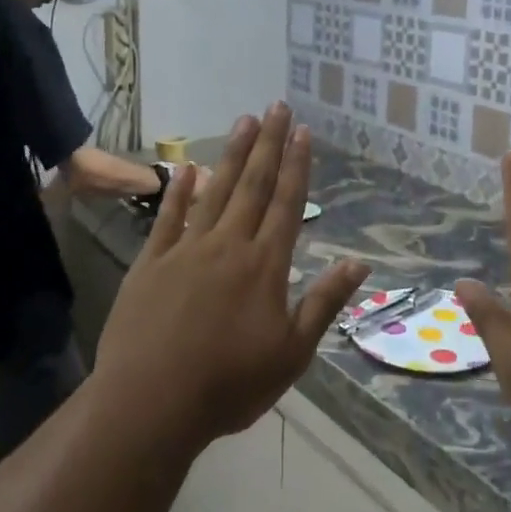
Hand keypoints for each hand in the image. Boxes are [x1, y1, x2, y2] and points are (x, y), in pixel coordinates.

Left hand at [95, 104, 368, 447]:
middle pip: (254, 185)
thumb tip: (360, 263)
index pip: (287, 204)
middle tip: (278, 106)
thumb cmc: (229, 384)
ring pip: (216, 191)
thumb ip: (324, 302)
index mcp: (265, 265)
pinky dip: (179, 190)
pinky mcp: (151, 263)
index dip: (298, 166)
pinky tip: (186, 167)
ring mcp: (186, 250)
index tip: (304, 132)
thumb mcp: (292, 353)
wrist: (150, 405)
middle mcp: (229, 245)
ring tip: (245, 121)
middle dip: (269, 144)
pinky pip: (168, 218)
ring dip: (233, 155)